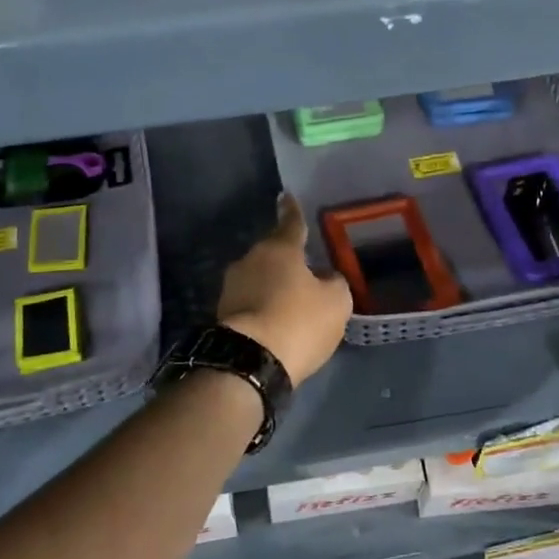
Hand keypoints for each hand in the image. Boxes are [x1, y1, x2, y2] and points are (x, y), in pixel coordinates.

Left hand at [217, 194, 351, 386]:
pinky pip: (250, 303)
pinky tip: (275, 323)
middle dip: (287, 261)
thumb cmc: (298, 322)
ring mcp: (231, 287)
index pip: (291, 223)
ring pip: (259, 279)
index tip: (286, 196)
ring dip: (273, 287)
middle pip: (273, 254)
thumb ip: (334, 282)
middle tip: (305, 271)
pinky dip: (263, 308)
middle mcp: (250, 260)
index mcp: (279, 249)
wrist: (249, 362)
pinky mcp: (222, 314)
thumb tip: (324, 277)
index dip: (294, 211)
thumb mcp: (336, 302)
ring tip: (291, 304)